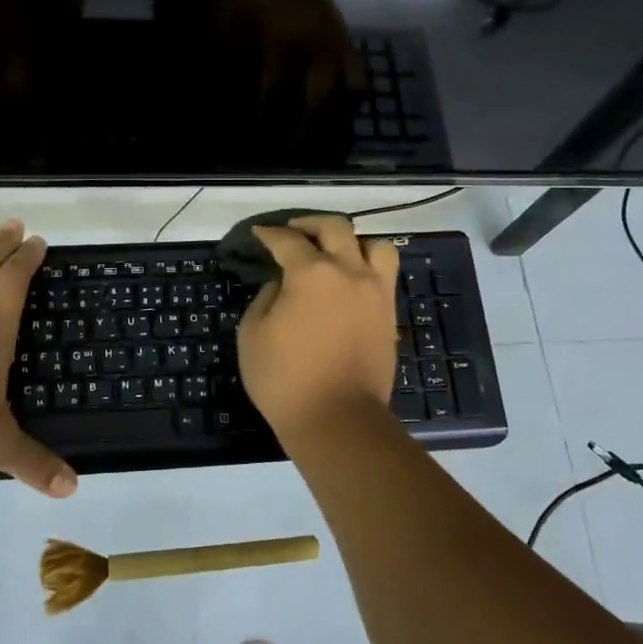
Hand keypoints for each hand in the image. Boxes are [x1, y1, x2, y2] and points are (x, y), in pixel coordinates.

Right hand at [237, 215, 399, 434]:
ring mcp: (375, 291)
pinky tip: (351, 281)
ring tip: (336, 253)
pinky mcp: (389, 314)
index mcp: (311, 272)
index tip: (260, 233)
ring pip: (373, 245)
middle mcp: (348, 271)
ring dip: (352, 242)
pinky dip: (368, 267)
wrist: (338, 419)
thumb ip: (266, 297)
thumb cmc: (285, 379)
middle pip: (335, 228)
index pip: (287, 240)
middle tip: (294, 232)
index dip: (270, 233)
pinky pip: (385, 274)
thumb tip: (282, 285)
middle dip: (310, 224)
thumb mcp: (253, 333)